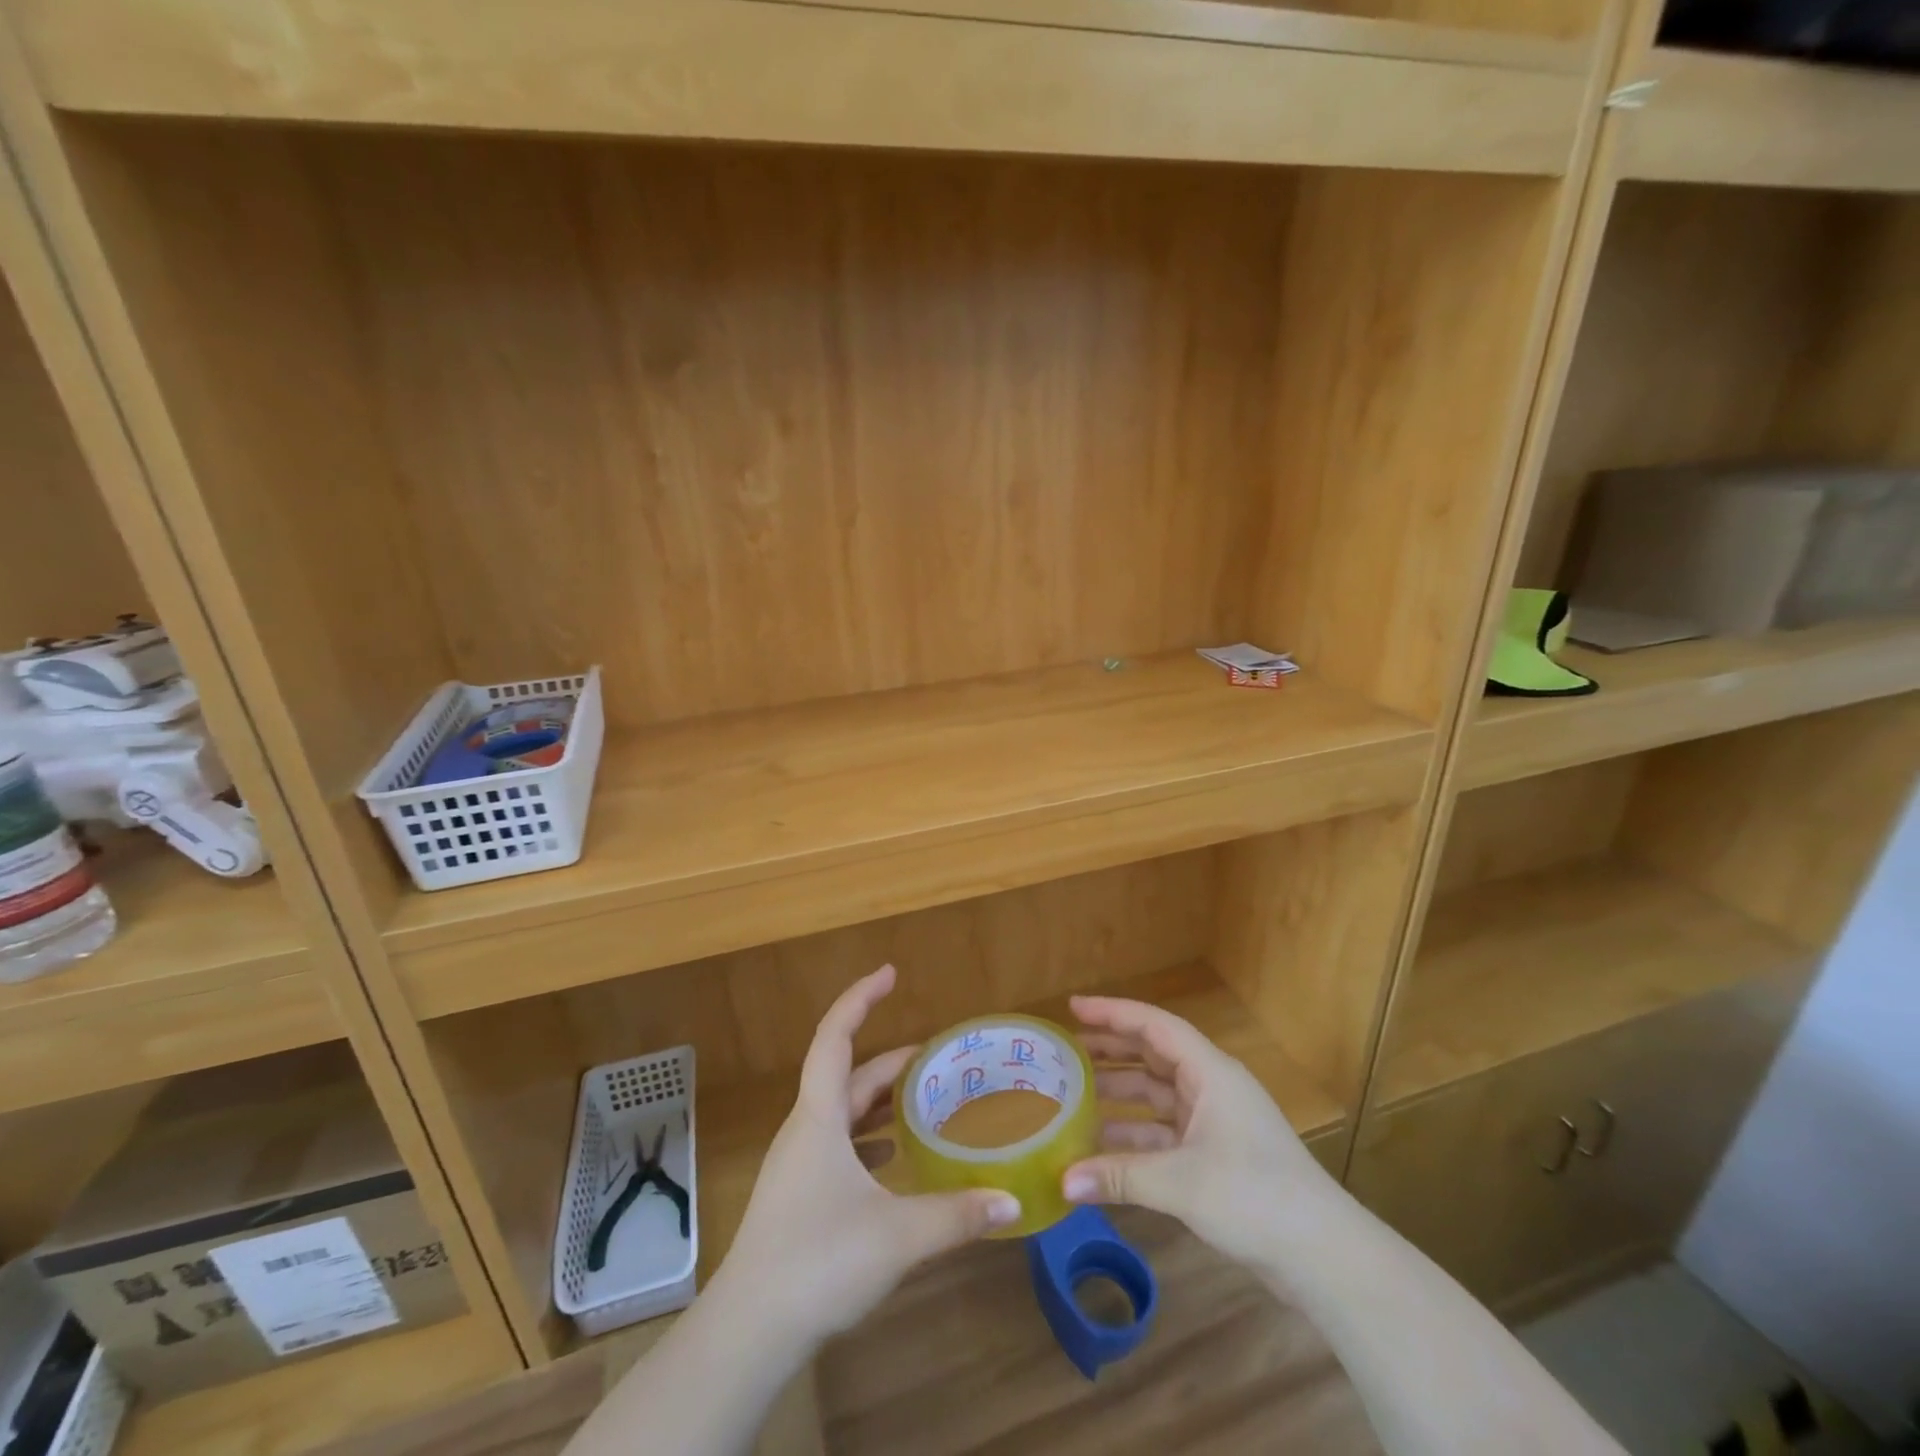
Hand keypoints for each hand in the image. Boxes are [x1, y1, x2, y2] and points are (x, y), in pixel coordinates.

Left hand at [715, 965, 1021, 1345]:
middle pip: (846, 1075)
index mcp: (818, 1117)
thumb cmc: (818, 1261)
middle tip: (935, 1057)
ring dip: (879, 1099)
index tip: (890, 973)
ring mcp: (797, 1164)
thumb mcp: (897, 1236)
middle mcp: (804, 1130)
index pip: (835, 1037)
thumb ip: (958, 1215)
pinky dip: (868, 1137)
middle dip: (889, 1061)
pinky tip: (895, 1158)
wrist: (749, 1331)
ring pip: (841, 1112)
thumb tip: (1013, 1201)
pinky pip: (838, 1145)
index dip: (860, 998)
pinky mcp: (798, 1195)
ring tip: (922, 1099)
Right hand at [1062, 995, 1336, 1269]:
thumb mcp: (1182, 1183)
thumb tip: (1061, 1182)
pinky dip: (1134, 1136)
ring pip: (1156, 1096)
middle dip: (1110, 1051)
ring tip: (1073, 1097)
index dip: (1112, 1012)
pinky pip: (1164, 1133)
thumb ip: (1119, 1176)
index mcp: (1210, 1072)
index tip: (1073, 1007)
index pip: (1154, 1025)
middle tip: (1066, 1052)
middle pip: (1153, 1055)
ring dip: (1119, 1096)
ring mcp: (1214, 1123)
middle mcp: (1211, 1088)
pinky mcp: (1215, 1157)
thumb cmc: (1255, 1197)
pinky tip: (1101, 1149)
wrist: (1325, 1257)